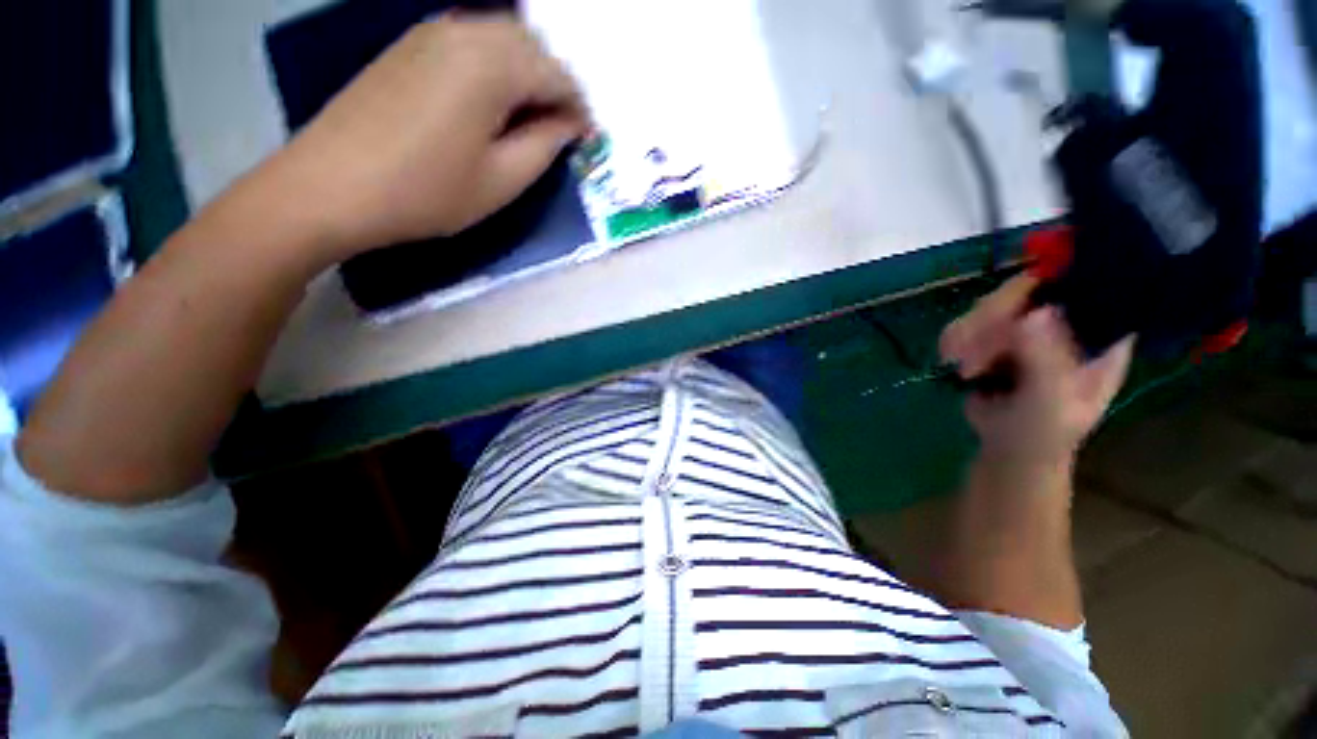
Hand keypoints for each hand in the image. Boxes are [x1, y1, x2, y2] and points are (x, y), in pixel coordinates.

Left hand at [270, 13, 589, 260]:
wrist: (331, 186)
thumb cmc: (427, 191)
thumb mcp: (503, 180)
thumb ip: (545, 146)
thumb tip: (569, 125)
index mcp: (493, 63)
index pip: (558, 75)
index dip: (579, 109)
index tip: (587, 140)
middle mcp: (465, 30)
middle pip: (532, 47)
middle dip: (556, 86)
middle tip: (562, 130)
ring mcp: (432, 32)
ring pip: (502, 40)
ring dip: (527, 75)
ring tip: (532, 120)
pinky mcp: (411, 45)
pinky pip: (472, 43)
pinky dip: (496, 68)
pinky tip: (494, 103)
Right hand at [940, 276, 1133, 469]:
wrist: (1011, 451)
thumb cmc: (1045, 433)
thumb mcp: (1051, 402)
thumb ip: (1046, 361)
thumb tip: (1034, 312)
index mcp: (1100, 333)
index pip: (1087, 283)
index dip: (1057, 275)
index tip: (1022, 293)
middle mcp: (1066, 321)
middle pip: (1027, 288)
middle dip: (993, 318)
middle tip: (972, 350)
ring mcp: (1028, 327)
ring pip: (991, 304)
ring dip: (968, 333)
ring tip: (964, 368)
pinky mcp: (994, 337)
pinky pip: (967, 321)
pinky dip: (954, 340)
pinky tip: (954, 362)